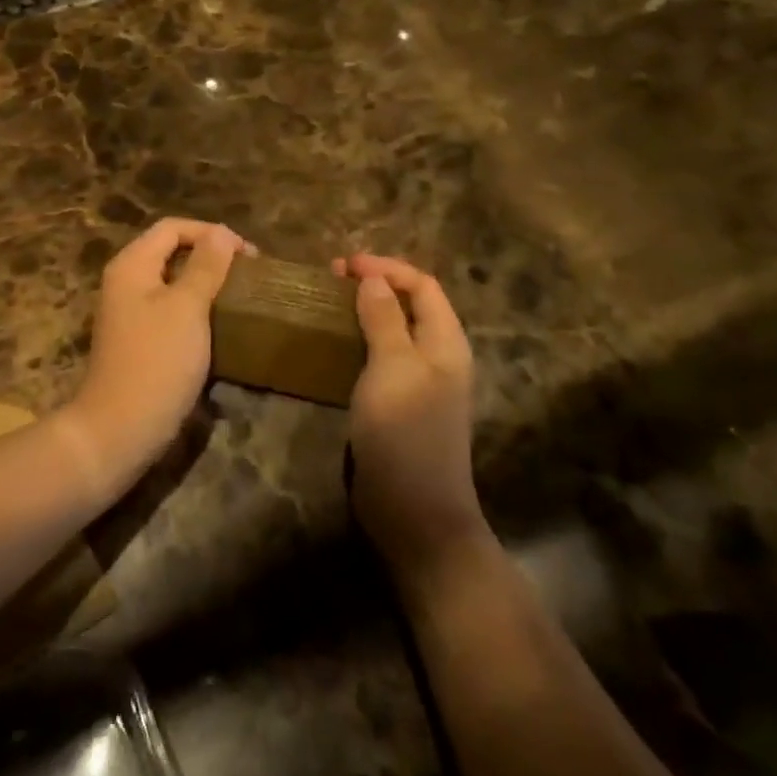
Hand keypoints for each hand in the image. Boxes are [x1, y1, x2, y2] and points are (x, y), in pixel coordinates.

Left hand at [70, 218, 245, 474]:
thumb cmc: (157, 362)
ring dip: (206, 283)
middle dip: (211, 256)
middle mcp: (126, 282)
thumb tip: (222, 233)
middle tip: (248, 274)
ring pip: (173, 282)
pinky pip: (171, 310)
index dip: (211, 233)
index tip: (248, 255)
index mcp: (132, 265)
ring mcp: (130, 313)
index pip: (173, 228)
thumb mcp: (187, 308)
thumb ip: (206, 266)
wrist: (120, 429)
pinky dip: (196, 309)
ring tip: (239, 295)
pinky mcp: (140, 341)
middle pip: (171, 252)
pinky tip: (219, 324)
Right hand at [335, 254, 485, 575]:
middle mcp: (438, 357)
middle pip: (410, 305)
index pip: (422, 286)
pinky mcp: (399, 405)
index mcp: (446, 342)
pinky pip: (381, 359)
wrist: (413, 511)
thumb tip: (374, 280)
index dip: (386, 268)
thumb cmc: (405, 432)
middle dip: (375, 285)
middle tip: (333, 279)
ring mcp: (419, 383)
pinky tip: (335, 345)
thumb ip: (384, 319)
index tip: (344, 264)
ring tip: (330, 303)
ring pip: (394, 331)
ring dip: (365, 311)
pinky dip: (360, 341)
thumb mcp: (393, 367)